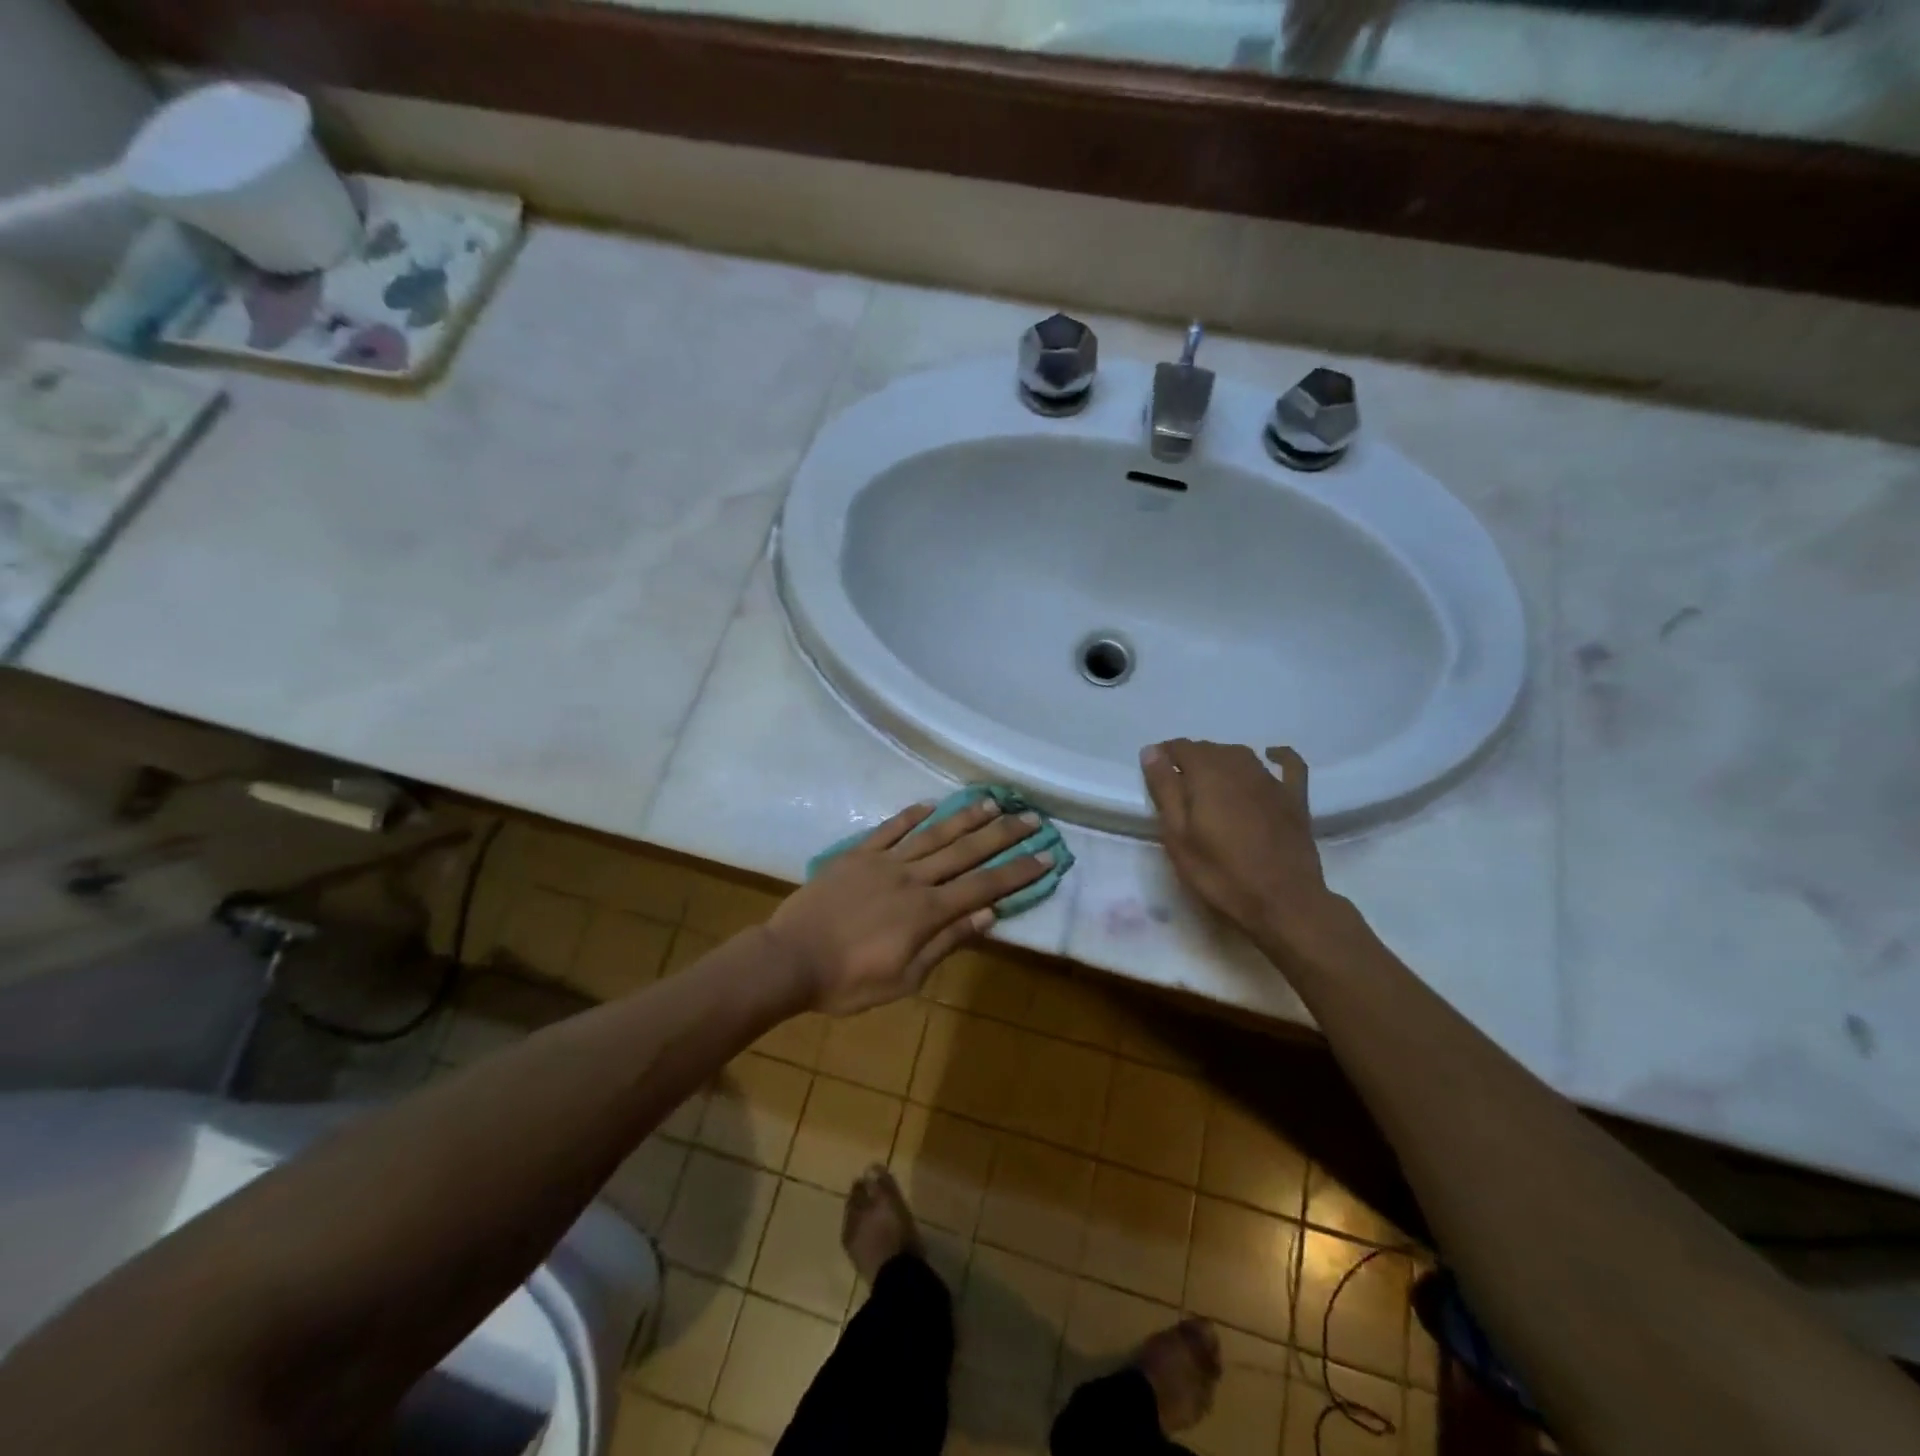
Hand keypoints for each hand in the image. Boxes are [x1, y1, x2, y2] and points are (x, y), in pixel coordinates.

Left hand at [766, 797, 1052, 1015]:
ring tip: (993, 802)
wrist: (789, 959)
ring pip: (932, 834)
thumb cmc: (848, 981)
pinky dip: (911, 815)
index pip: (982, 886)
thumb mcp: (905, 978)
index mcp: (926, 911)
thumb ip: (946, 943)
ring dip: (965, 817)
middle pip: (964, 852)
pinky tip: (930, 804)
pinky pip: (889, 829)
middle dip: (1002, 836)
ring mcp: (883, 862)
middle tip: (1031, 818)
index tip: (1046, 856)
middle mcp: (912, 878)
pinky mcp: (856, 855)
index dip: (1016, 872)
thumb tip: (987, 916)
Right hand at [1140, 740, 1336, 945]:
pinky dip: (1278, 755)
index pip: (1181, 748)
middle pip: (1210, 749)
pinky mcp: (1294, 798)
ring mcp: (1271, 781)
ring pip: (1240, 755)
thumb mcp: (1178, 836)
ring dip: (1221, 760)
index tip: (1155, 773)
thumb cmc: (1220, 873)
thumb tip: (1151, 751)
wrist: (1283, 902)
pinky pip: (1288, 764)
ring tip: (1208, 782)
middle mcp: (1240, 767)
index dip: (1164, 755)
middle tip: (1177, 787)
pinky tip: (1271, 756)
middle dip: (1190, 759)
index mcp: (1208, 774)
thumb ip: (1165, 790)